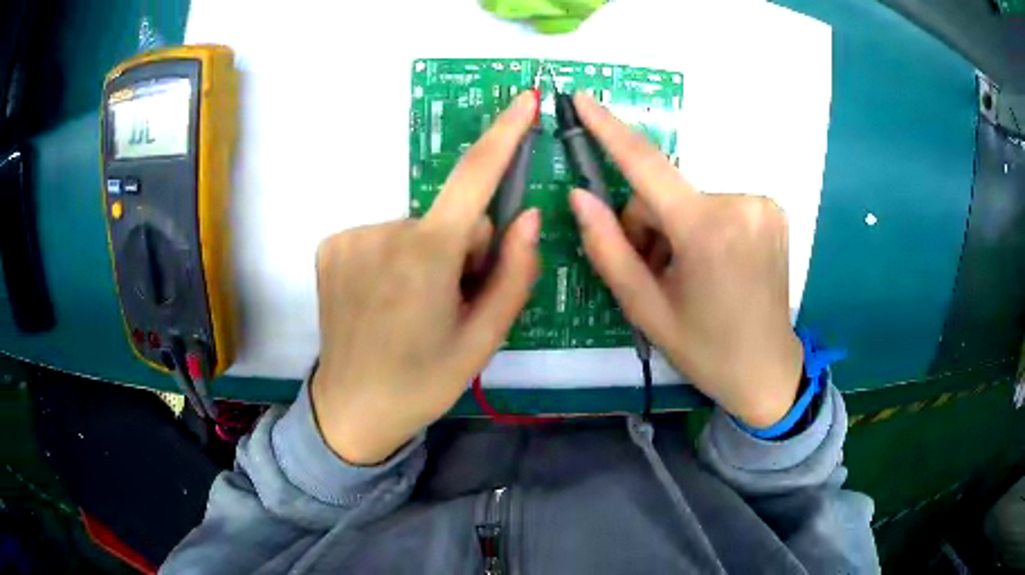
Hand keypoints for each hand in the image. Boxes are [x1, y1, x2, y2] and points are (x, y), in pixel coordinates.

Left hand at [311, 93, 540, 464]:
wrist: (351, 409)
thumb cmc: (423, 382)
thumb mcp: (484, 339)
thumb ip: (514, 273)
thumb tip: (529, 216)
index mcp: (427, 257)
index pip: (475, 177)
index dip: (504, 134)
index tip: (525, 98)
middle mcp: (384, 232)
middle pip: (450, 219)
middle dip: (462, 249)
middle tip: (450, 302)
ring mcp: (349, 236)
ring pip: (416, 228)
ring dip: (427, 256)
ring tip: (413, 307)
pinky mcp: (330, 245)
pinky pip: (383, 236)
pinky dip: (393, 259)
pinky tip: (384, 299)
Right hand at [568, 94, 802, 427]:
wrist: (767, 369)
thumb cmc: (704, 349)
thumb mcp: (644, 309)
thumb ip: (607, 248)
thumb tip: (579, 195)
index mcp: (706, 232)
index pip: (646, 165)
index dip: (609, 129)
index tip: (582, 98)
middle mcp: (740, 204)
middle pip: (665, 194)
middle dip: (648, 224)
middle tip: (654, 269)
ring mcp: (763, 204)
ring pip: (690, 198)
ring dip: (676, 226)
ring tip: (687, 273)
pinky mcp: (773, 209)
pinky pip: (717, 203)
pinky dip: (704, 225)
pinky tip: (713, 263)